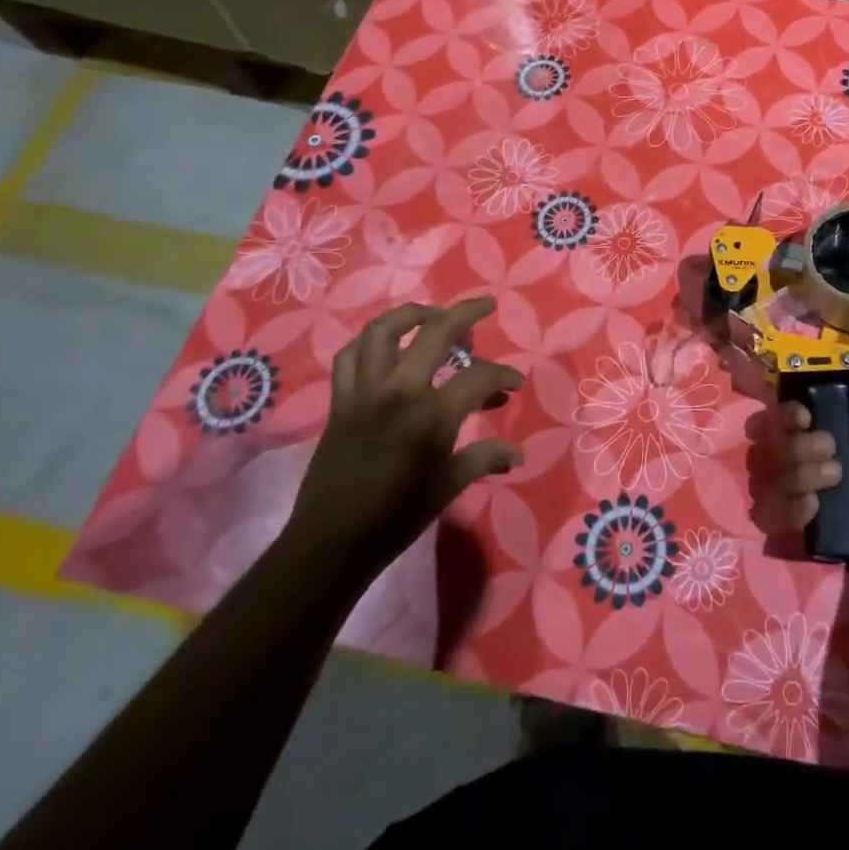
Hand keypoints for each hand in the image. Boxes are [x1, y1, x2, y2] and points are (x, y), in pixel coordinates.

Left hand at [283, 298, 524, 583]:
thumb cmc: (397, 517)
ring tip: (432, 316)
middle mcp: (399, 391)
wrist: (331, 543)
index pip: (479, 376)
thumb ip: (484, 458)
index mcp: (432, 414)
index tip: (515, 384)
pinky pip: (350, 356)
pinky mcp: (340, 401)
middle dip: (466, 313)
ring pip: (384, 331)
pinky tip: (386, 347)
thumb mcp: (448, 486)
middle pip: (436, 331)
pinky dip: (368, 344)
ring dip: (412, 314)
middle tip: (485, 306)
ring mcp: (365, 392)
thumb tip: (517, 454)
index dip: (503, 376)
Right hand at [774, 322, 848, 563]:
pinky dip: (796, 510)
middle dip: (795, 446)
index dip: (785, 412)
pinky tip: (818, 507)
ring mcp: (815, 488)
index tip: (804, 415)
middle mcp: (816, 452)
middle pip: (775, 443)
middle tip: (829, 449)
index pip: (785, 411)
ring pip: (779, 476)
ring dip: (803, 475)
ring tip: (837, 479)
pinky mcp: (819, 521)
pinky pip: (784, 514)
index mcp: (831, 421)